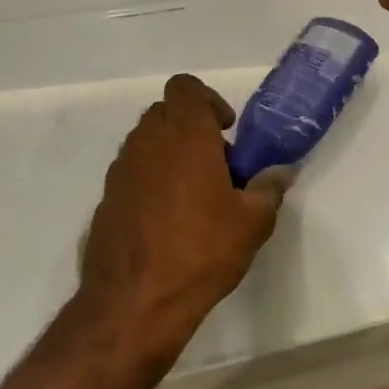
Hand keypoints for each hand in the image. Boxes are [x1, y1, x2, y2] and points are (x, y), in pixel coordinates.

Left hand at [78, 74, 292, 358]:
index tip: (225, 131)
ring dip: (170, 154)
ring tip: (194, 196)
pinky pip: (132, 172)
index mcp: (185, 135)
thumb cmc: (202, 251)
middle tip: (216, 164)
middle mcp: (147, 142)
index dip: (207, 100)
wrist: (135, 301)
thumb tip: (282, 171)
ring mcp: (121, 170)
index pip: (185, 87)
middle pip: (166, 112)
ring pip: (147, 142)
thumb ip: (269, 188)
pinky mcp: (107, 198)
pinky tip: (167, 221)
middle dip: (191, 128)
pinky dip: (151, 180)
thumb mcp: (252, 222)